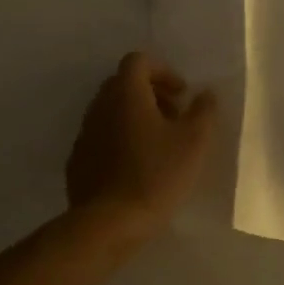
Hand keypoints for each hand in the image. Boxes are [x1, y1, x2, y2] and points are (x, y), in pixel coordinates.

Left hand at [67, 52, 216, 238]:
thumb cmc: (156, 175)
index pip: (139, 61)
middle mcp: (100, 105)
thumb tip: (205, 93)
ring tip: (159, 146)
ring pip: (112, 111)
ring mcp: (85, 133)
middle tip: (174, 117)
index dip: (163, 71)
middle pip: (123, 84)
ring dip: (136, 117)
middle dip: (151, 94)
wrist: (109, 223)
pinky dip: (120, 140)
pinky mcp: (78, 160)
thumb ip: (203, 111)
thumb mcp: (194, 142)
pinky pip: (102, 137)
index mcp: (126, 93)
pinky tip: (137, 168)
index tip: (182, 94)